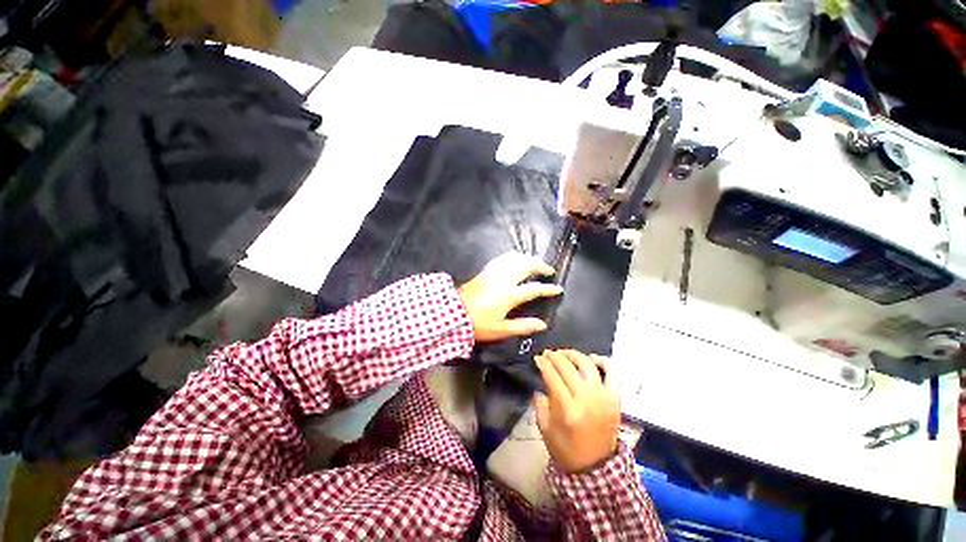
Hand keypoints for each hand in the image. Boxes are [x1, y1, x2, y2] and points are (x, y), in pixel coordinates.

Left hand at [457, 252, 562, 342]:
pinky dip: (513, 256)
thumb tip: (542, 324)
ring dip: (528, 258)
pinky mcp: (485, 270)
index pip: (534, 289)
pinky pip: (502, 258)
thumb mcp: (501, 330)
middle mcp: (503, 279)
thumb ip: (523, 326)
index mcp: (509, 295)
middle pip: (526, 266)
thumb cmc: (478, 324)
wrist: (453, 314)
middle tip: (548, 270)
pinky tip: (516, 258)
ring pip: (515, 258)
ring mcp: (493, 272)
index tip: (557, 289)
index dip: (548, 288)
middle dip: (540, 265)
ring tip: (535, 262)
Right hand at [534, 349, 620, 472]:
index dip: (543, 363)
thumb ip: (540, 404)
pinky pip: (612, 373)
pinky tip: (591, 359)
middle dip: (554, 356)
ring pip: (587, 364)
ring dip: (574, 354)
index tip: (537, 358)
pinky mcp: (615, 398)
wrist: (596, 468)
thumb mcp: (545, 429)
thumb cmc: (566, 449)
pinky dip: (603, 361)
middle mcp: (586, 398)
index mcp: (567, 408)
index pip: (552, 376)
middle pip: (568, 366)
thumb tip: (540, 385)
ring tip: (564, 353)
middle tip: (547, 353)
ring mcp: (603, 397)